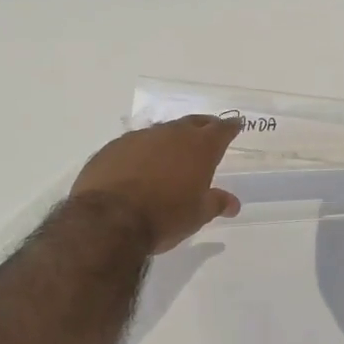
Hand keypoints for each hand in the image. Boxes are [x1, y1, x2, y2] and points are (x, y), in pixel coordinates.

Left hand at [70, 116, 242, 253]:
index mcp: (199, 147)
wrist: (108, 220)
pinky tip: (138, 165)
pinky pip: (135, 144)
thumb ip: (216, 203)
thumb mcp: (197, 215)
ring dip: (169, 140)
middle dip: (202, 127)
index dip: (229, 128)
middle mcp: (171, 134)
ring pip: (161, 132)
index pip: (221, 129)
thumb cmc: (164, 217)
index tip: (235, 125)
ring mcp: (140, 137)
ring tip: (171, 153)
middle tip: (207, 132)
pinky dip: (142, 151)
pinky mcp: (113, 147)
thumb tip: (233, 202)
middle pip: (192, 123)